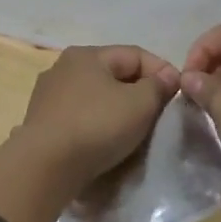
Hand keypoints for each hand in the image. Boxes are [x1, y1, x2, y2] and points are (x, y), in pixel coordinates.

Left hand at [18, 44, 180, 186]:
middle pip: (113, 74)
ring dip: (116, 108)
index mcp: (86, 55)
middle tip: (159, 113)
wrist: (45, 167)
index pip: (135, 54)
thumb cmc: (96, 126)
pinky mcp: (41, 122)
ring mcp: (47, 95)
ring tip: (134, 129)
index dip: (161, 71)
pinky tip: (104, 140)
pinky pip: (79, 116)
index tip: (178, 95)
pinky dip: (96, 123)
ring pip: (95, 96)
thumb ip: (158, 86)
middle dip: (139, 90)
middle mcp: (63, 68)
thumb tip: (167, 76)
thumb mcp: (139, 104)